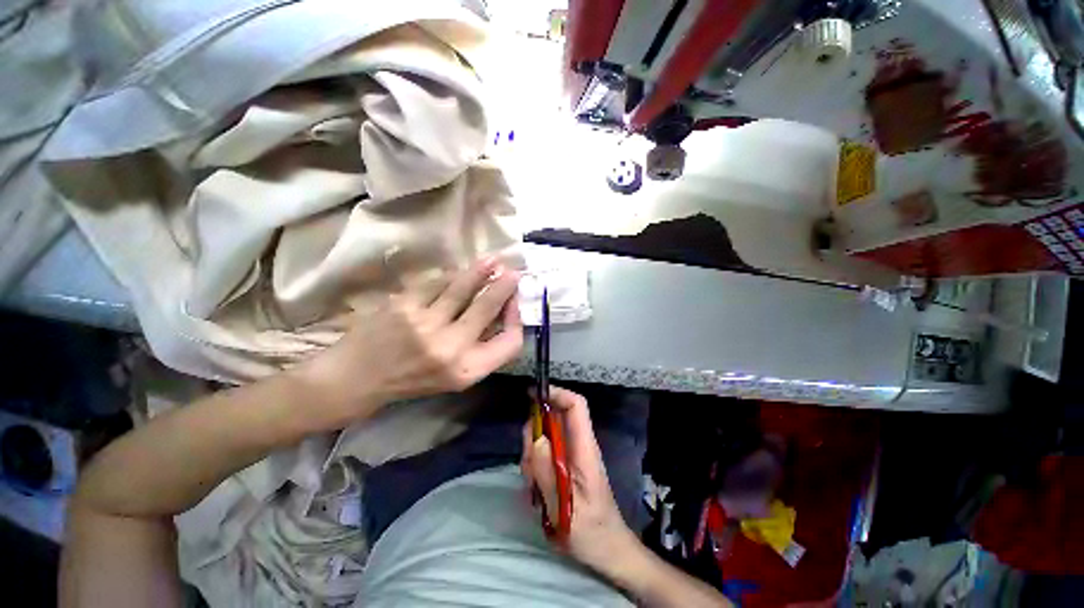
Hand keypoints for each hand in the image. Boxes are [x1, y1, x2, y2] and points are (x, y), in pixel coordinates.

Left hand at [296, 258, 522, 427]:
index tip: (515, 303)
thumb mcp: (455, 377)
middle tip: (513, 272)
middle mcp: (450, 349)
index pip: (510, 342)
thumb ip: (482, 349)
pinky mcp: (404, 305)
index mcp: (467, 371)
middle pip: (488, 308)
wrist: (356, 379)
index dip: (517, 319)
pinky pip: (436, 283)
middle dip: (504, 286)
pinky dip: (451, 275)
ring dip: (481, 271)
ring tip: (493, 260)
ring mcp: (425, 324)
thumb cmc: (412, 381)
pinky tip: (457, 272)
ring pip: (463, 288)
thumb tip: (503, 312)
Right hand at [520, 386, 641, 574]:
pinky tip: (538, 490)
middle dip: (535, 433)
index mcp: (585, 449)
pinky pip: (545, 453)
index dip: (557, 393)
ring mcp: (572, 455)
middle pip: (555, 419)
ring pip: (547, 436)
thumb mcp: (564, 508)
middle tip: (528, 464)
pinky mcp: (566, 465)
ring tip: (535, 486)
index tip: (533, 395)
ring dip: (533, 454)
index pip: (576, 406)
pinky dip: (535, 465)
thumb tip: (535, 437)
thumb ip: (547, 473)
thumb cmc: (592, 533)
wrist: (608, 551)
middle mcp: (579, 446)